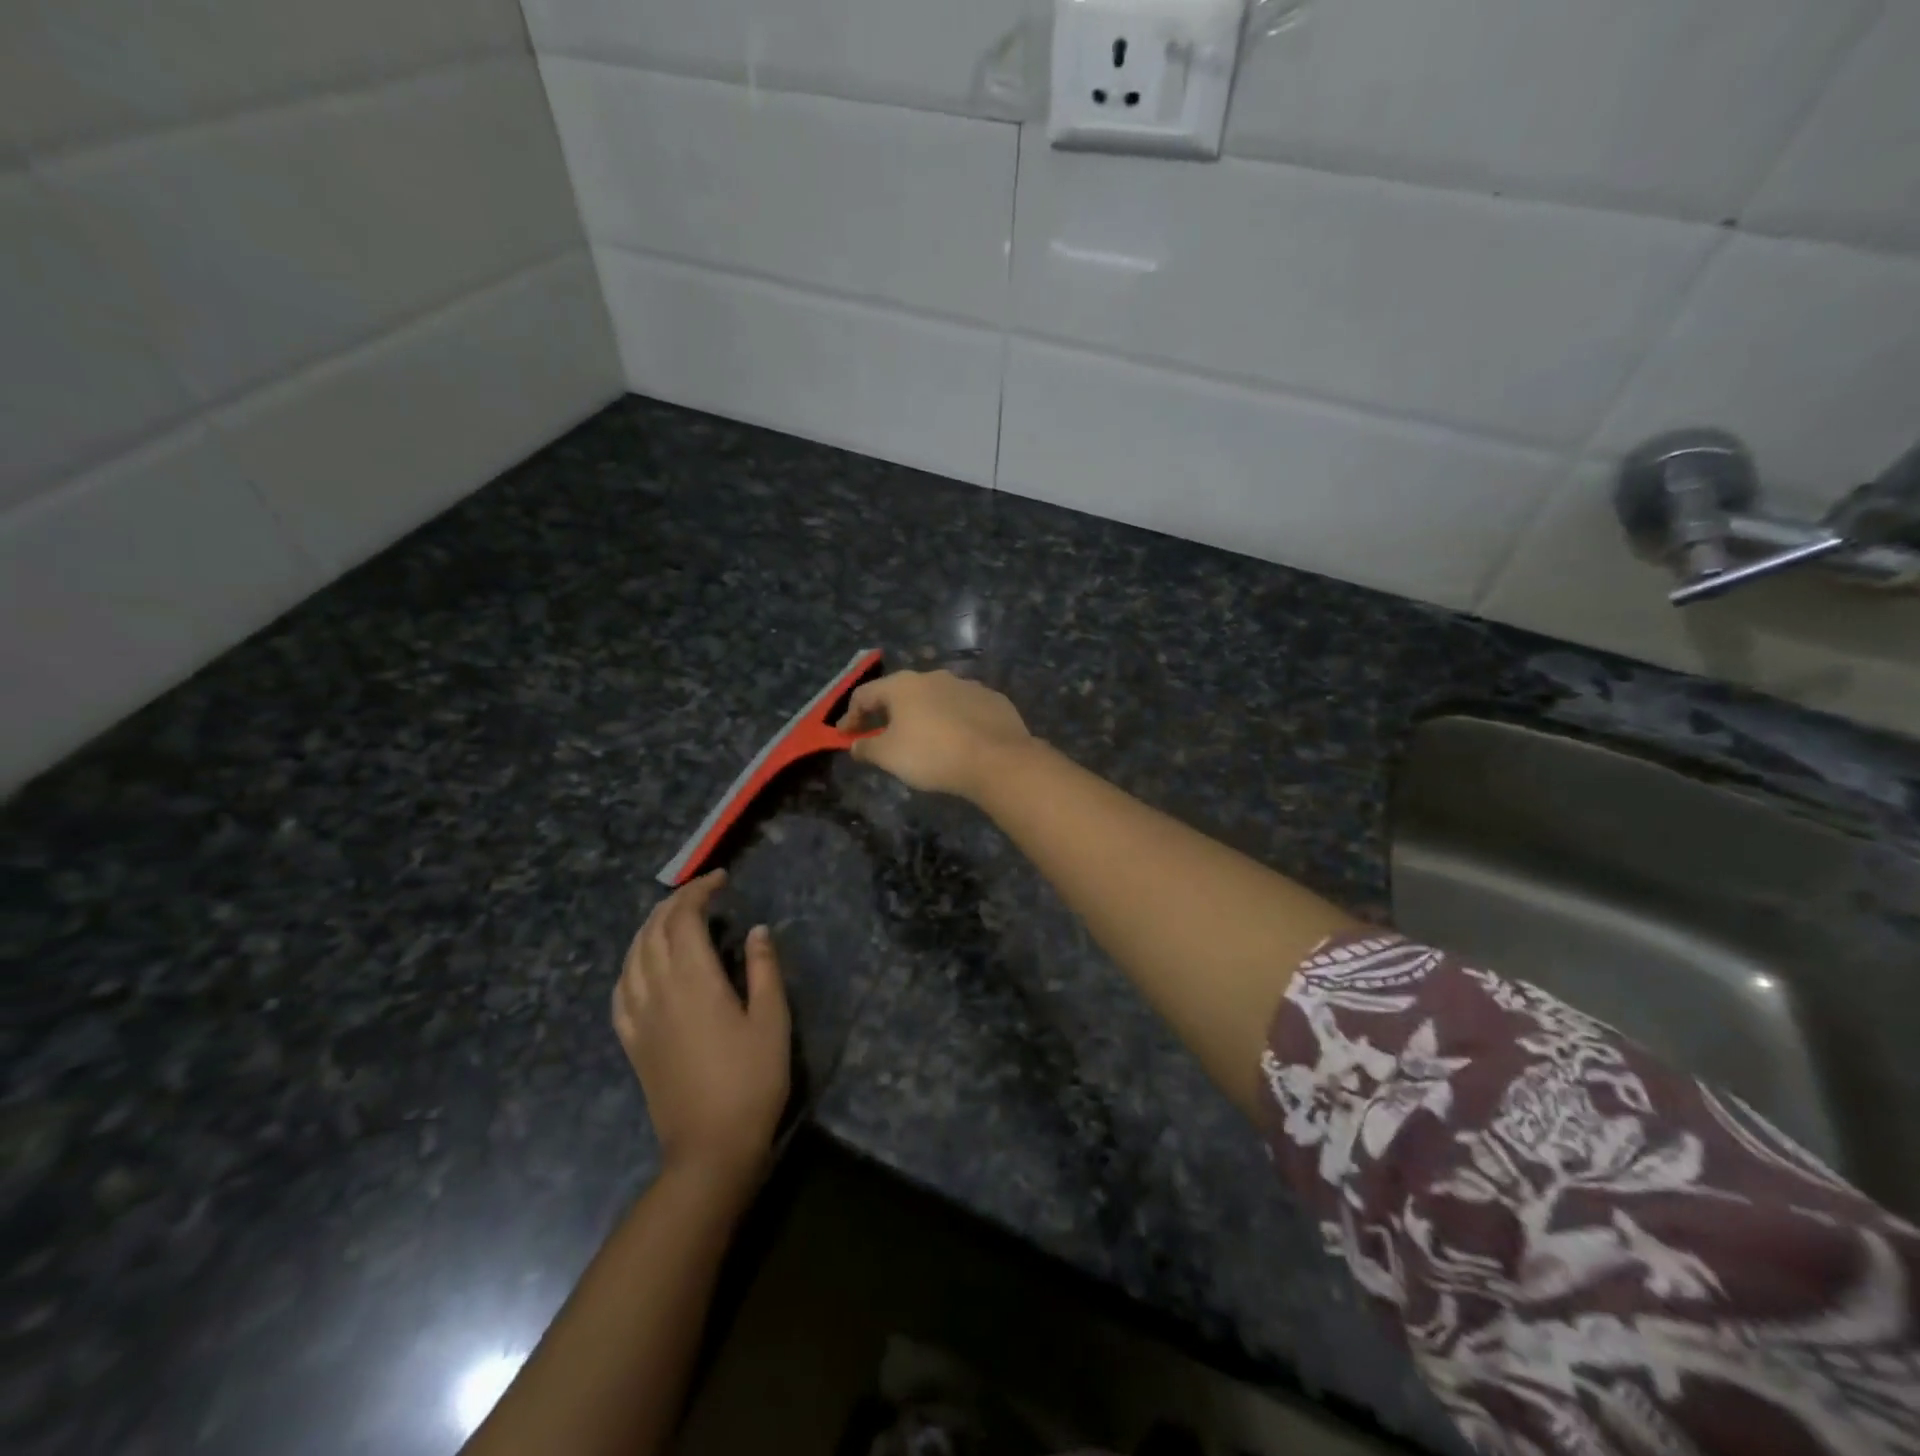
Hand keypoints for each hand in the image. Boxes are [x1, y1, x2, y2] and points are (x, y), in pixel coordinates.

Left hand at [612, 871, 790, 1198]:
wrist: (710, 1148)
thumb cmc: (752, 1081)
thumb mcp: (772, 1020)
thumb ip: (763, 969)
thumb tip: (757, 930)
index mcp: (694, 980)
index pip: (684, 919)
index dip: (699, 891)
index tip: (721, 879)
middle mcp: (658, 991)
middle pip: (653, 931)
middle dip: (674, 902)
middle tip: (702, 892)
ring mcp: (639, 1018)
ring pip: (632, 956)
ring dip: (649, 927)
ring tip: (673, 917)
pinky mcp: (631, 1042)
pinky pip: (620, 991)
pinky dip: (630, 964)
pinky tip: (641, 965)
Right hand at [839, 670, 1034, 801]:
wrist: (996, 759)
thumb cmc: (932, 754)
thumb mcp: (889, 756)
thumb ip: (867, 747)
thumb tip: (855, 745)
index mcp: (903, 685)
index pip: (865, 694)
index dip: (851, 716)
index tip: (847, 737)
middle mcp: (934, 676)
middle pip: (901, 693)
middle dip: (889, 714)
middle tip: (883, 736)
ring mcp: (967, 685)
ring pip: (936, 699)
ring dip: (924, 716)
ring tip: (924, 740)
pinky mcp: (994, 700)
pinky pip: (965, 709)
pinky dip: (954, 721)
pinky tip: (958, 741)